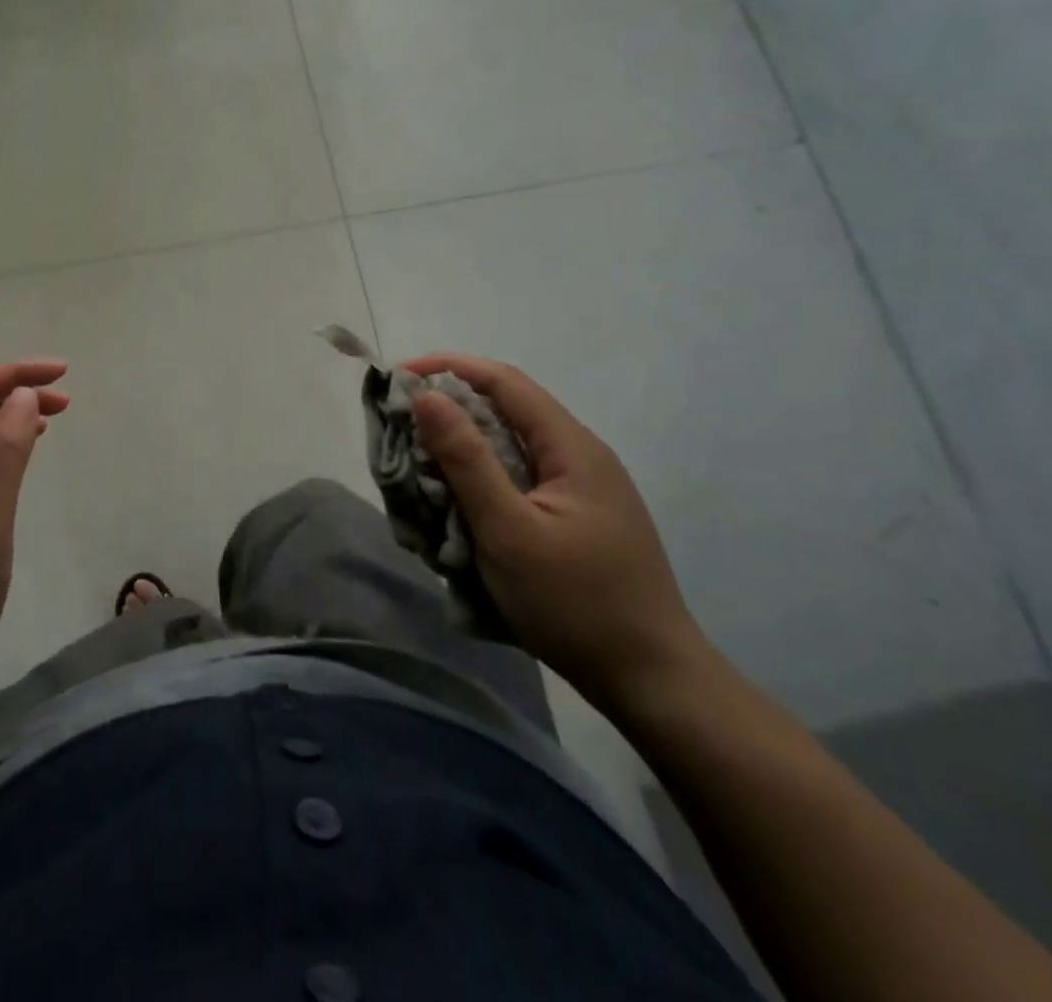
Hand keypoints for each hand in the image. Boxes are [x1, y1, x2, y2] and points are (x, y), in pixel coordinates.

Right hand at [403, 353, 712, 714]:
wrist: (653, 683)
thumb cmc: (576, 603)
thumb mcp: (508, 531)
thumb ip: (467, 460)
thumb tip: (427, 396)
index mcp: (573, 448)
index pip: (506, 382)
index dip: (450, 368)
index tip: (399, 377)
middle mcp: (581, 456)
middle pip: (508, 410)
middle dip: (450, 409)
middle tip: (400, 427)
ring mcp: (582, 489)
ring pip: (511, 446)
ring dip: (463, 447)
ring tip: (420, 464)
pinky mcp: (576, 518)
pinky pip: (519, 477)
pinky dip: (481, 477)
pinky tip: (459, 502)